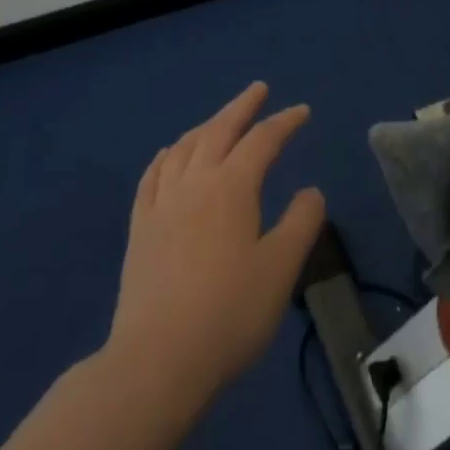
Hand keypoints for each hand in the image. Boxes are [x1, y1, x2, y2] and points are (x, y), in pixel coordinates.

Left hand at [109, 83, 326, 402]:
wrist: (158, 359)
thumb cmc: (229, 313)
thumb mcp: (280, 269)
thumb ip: (300, 223)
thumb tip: (310, 190)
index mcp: (232, 187)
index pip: (262, 140)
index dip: (284, 122)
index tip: (302, 111)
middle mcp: (194, 182)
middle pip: (219, 130)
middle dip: (241, 107)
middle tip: (257, 90)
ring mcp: (161, 204)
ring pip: (184, 148)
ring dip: (205, 126)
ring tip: (218, 120)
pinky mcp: (139, 228)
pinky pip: (152, 177)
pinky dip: (165, 156)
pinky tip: (168, 155)